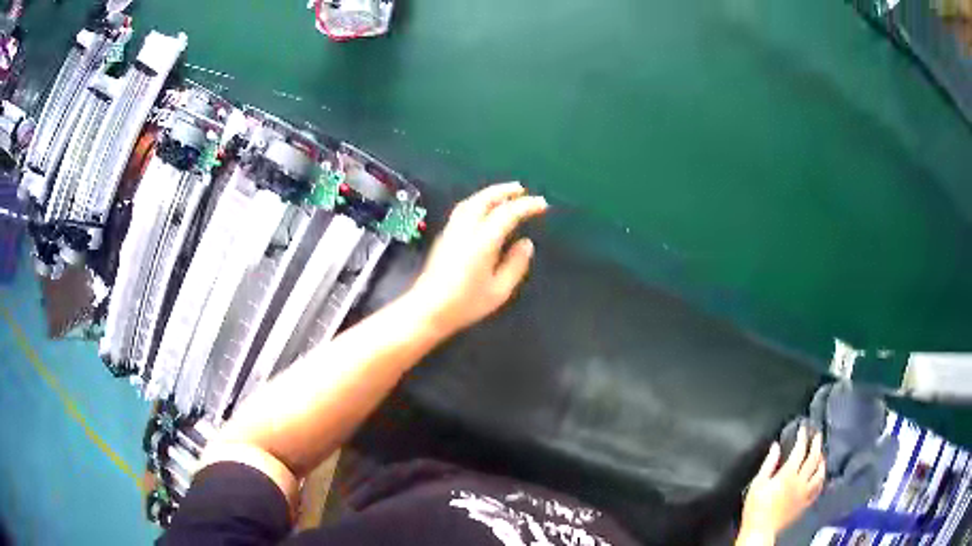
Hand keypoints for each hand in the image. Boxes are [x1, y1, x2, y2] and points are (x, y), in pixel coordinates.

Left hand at [406, 182, 547, 336]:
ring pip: (470, 202)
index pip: (507, 214)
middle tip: (522, 189)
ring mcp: (451, 231)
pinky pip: (463, 210)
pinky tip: (485, 210)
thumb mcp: (499, 290)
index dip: (526, 206)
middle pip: (484, 200)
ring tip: (505, 195)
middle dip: (504, 191)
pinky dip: (478, 202)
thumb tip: (526, 243)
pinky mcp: (444, 237)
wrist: (427, 310)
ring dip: (489, 194)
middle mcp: (465, 230)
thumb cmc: (465, 304)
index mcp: (482, 242)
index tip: (542, 204)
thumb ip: (515, 265)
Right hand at [738, 427, 825, 542]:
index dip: (803, 437)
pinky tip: (820, 476)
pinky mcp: (805, 503)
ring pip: (820, 473)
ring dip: (822, 461)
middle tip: (817, 434)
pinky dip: (821, 479)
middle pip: (813, 458)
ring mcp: (805, 493)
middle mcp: (800, 481)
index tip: (803, 428)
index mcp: (788, 475)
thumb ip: (768, 464)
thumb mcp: (757, 484)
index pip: (800, 450)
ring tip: (821, 454)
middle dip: (816, 444)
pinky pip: (818, 489)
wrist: (761, 530)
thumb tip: (776, 446)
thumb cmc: (756, 507)